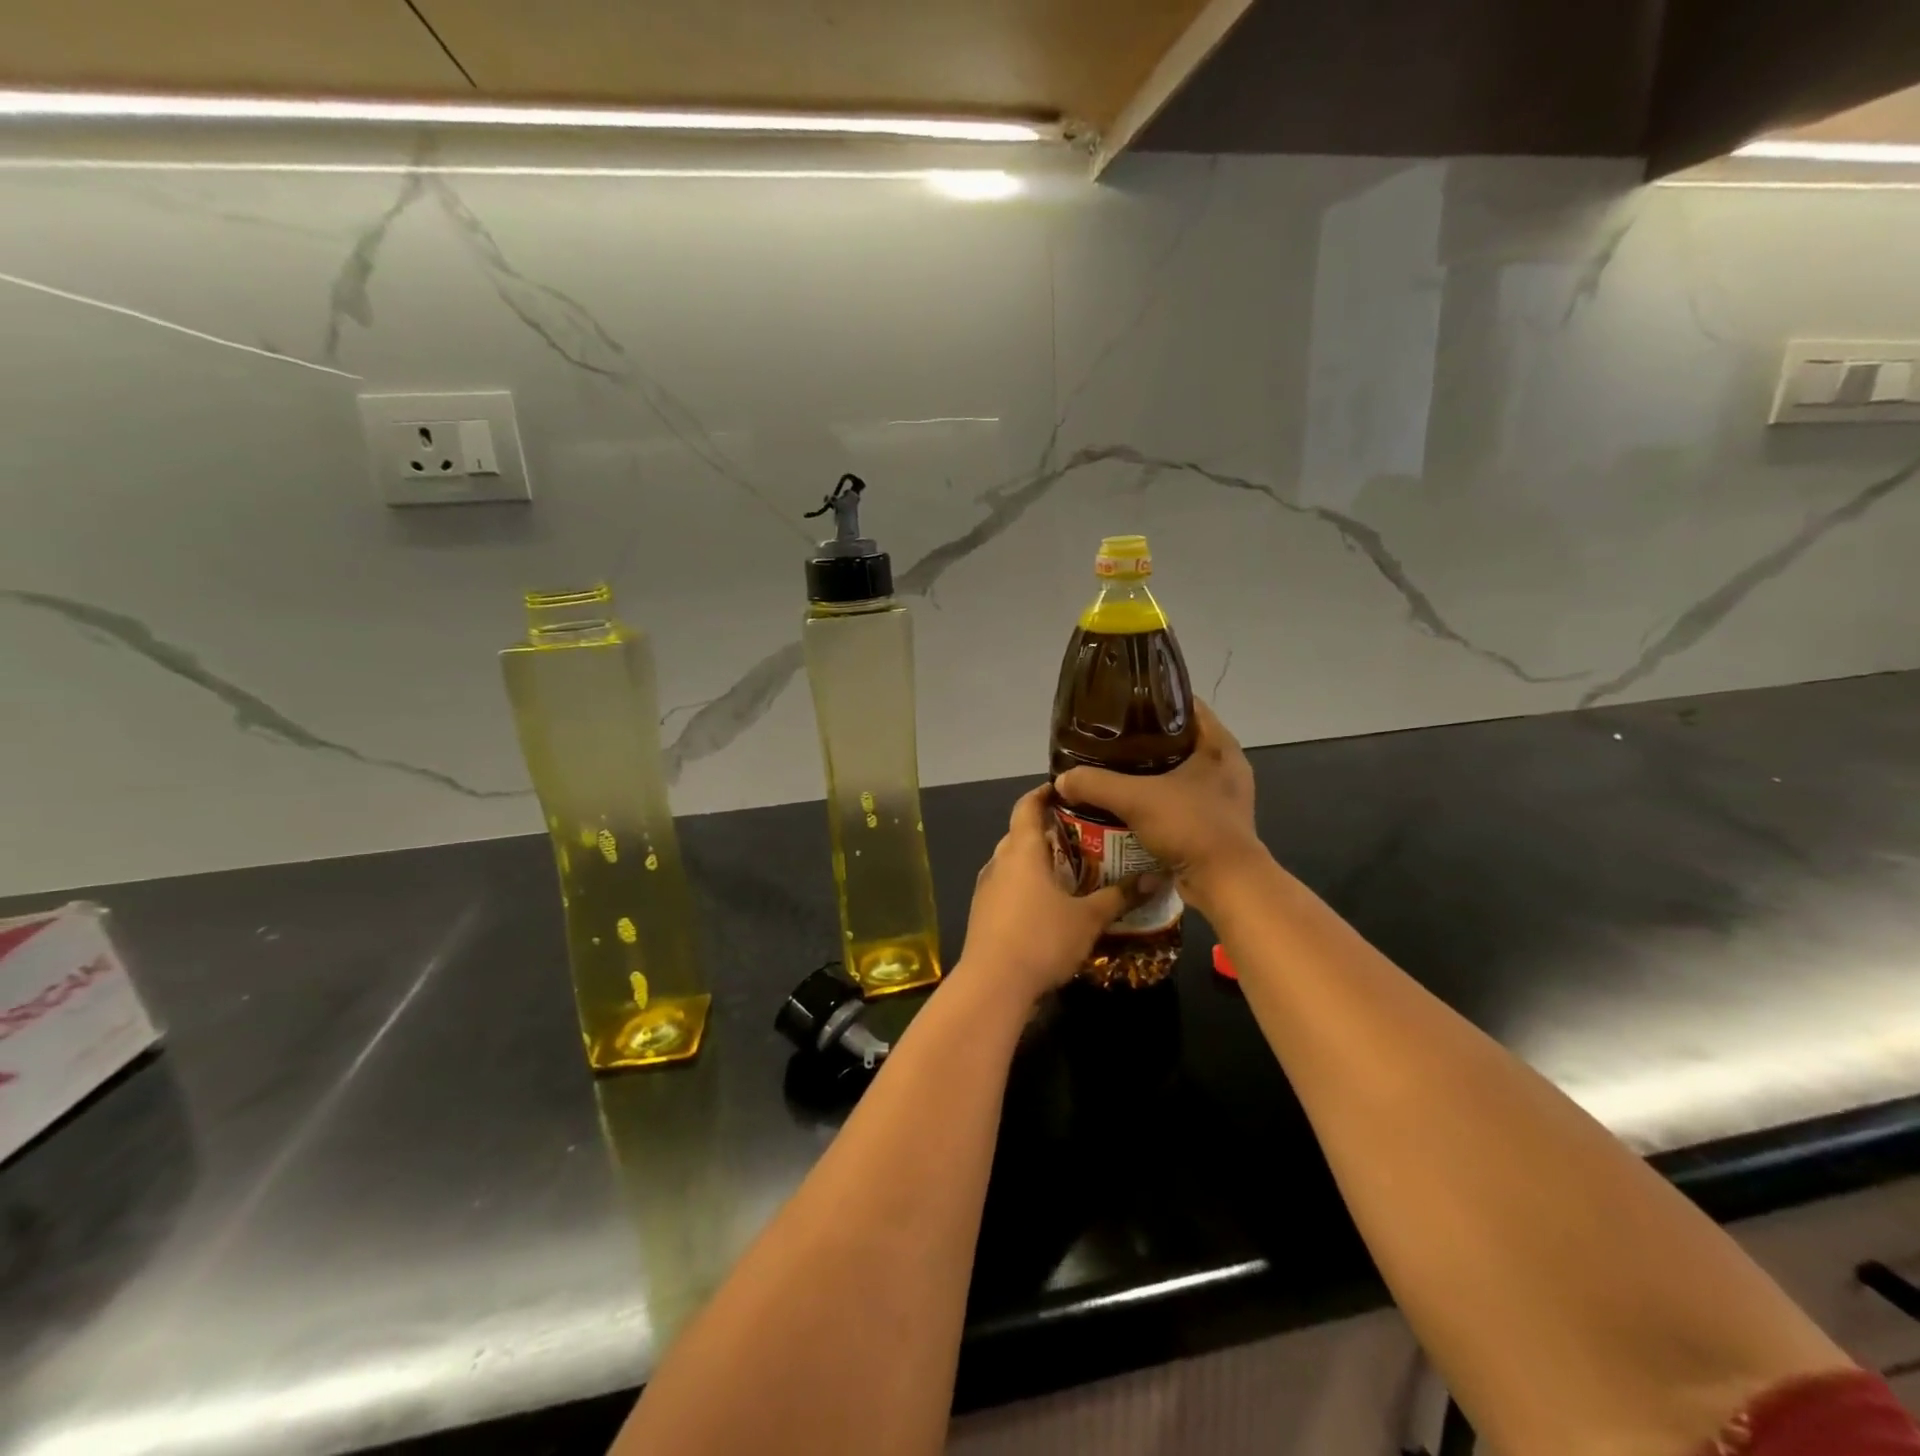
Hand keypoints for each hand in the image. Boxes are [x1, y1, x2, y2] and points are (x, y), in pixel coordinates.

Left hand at [958, 785, 1144, 1005]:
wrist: (992, 985)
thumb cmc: (1041, 939)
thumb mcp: (1088, 918)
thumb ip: (1120, 896)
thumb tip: (1156, 877)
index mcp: (1022, 850)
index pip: (1027, 806)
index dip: (1043, 793)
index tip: (1064, 790)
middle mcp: (999, 862)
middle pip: (1020, 833)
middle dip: (1046, 829)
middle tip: (1081, 832)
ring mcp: (986, 888)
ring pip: (1012, 861)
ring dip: (1036, 860)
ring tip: (1069, 867)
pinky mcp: (982, 913)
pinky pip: (1007, 886)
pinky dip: (1026, 884)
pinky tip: (1047, 902)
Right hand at [1053, 699, 1264, 913]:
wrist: (1226, 883)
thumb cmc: (1190, 826)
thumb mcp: (1135, 799)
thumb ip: (1095, 784)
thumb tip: (1061, 780)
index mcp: (1219, 745)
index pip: (1185, 705)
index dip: (1153, 699)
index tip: (1121, 702)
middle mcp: (1226, 765)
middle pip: (1180, 738)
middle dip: (1145, 738)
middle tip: (1109, 738)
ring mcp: (1224, 795)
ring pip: (1180, 771)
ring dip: (1150, 771)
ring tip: (1113, 769)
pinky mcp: (1216, 822)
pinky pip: (1181, 799)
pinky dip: (1157, 799)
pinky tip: (1129, 803)